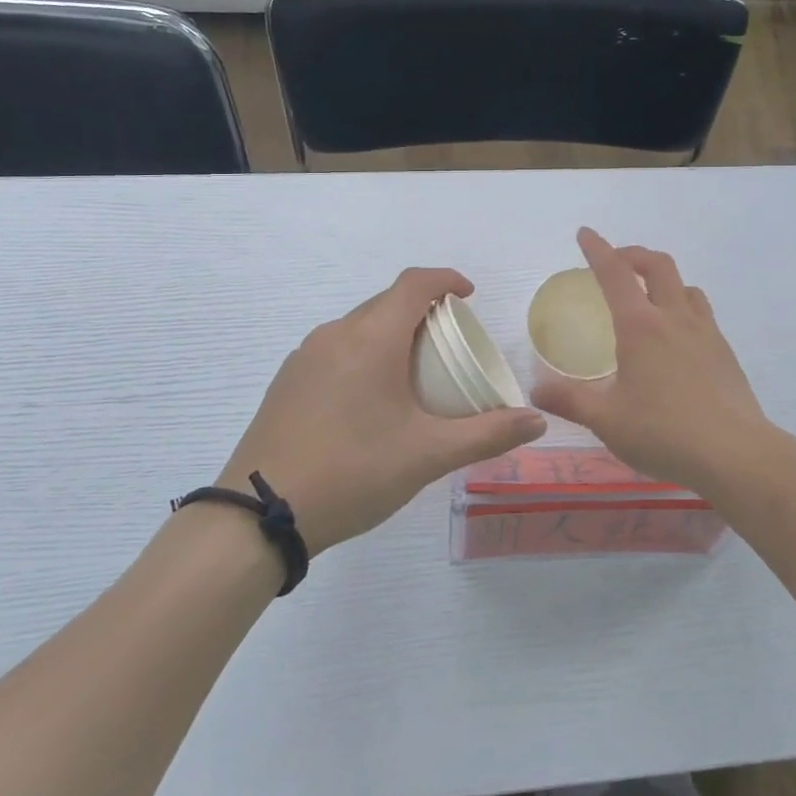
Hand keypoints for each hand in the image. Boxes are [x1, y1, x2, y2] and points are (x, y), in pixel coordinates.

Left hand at [222, 268, 545, 555]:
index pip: (414, 284)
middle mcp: (336, 334)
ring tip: (414, 373)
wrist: (259, 515)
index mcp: (371, 337)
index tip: (469, 296)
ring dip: (392, 333)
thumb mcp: (428, 455)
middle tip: (450, 345)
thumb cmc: (353, 472)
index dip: (446, 280)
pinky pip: (336, 348)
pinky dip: (364, 354)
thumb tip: (536, 420)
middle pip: (387, 303)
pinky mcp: (287, 380)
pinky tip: (370, 399)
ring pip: (359, 326)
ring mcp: (305, 356)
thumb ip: (486, 435)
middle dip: (423, 311)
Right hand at [529, 228, 773, 493]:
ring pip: (686, 286)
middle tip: (616, 262)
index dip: (597, 249)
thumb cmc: (663, 432)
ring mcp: (706, 332)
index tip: (585, 234)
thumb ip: (570, 401)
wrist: (735, 453)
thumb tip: (536, 391)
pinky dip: (683, 307)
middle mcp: (674, 318)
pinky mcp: (725, 352)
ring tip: (649, 297)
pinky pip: (702, 313)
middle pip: (658, 265)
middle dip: (633, 254)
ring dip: (664, 279)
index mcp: (640, 326)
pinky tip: (677, 338)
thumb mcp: (606, 420)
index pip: (615, 273)